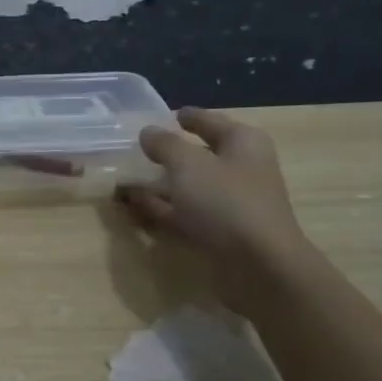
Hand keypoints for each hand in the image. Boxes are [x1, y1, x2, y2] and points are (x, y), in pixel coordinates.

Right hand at [116, 107, 311, 310]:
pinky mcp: (218, 232)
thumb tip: (148, 132)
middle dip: (168, 154)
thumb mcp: (188, 165)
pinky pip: (184, 214)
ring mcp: (229, 203)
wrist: (258, 265)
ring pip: (188, 187)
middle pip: (199, 155)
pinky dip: (160, 209)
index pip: (210, 121)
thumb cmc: (226, 202)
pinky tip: (133, 207)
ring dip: (158, 185)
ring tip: (123, 182)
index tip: (166, 115)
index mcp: (242, 142)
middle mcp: (239, 169)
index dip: (188, 117)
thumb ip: (165, 145)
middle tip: (136, 150)